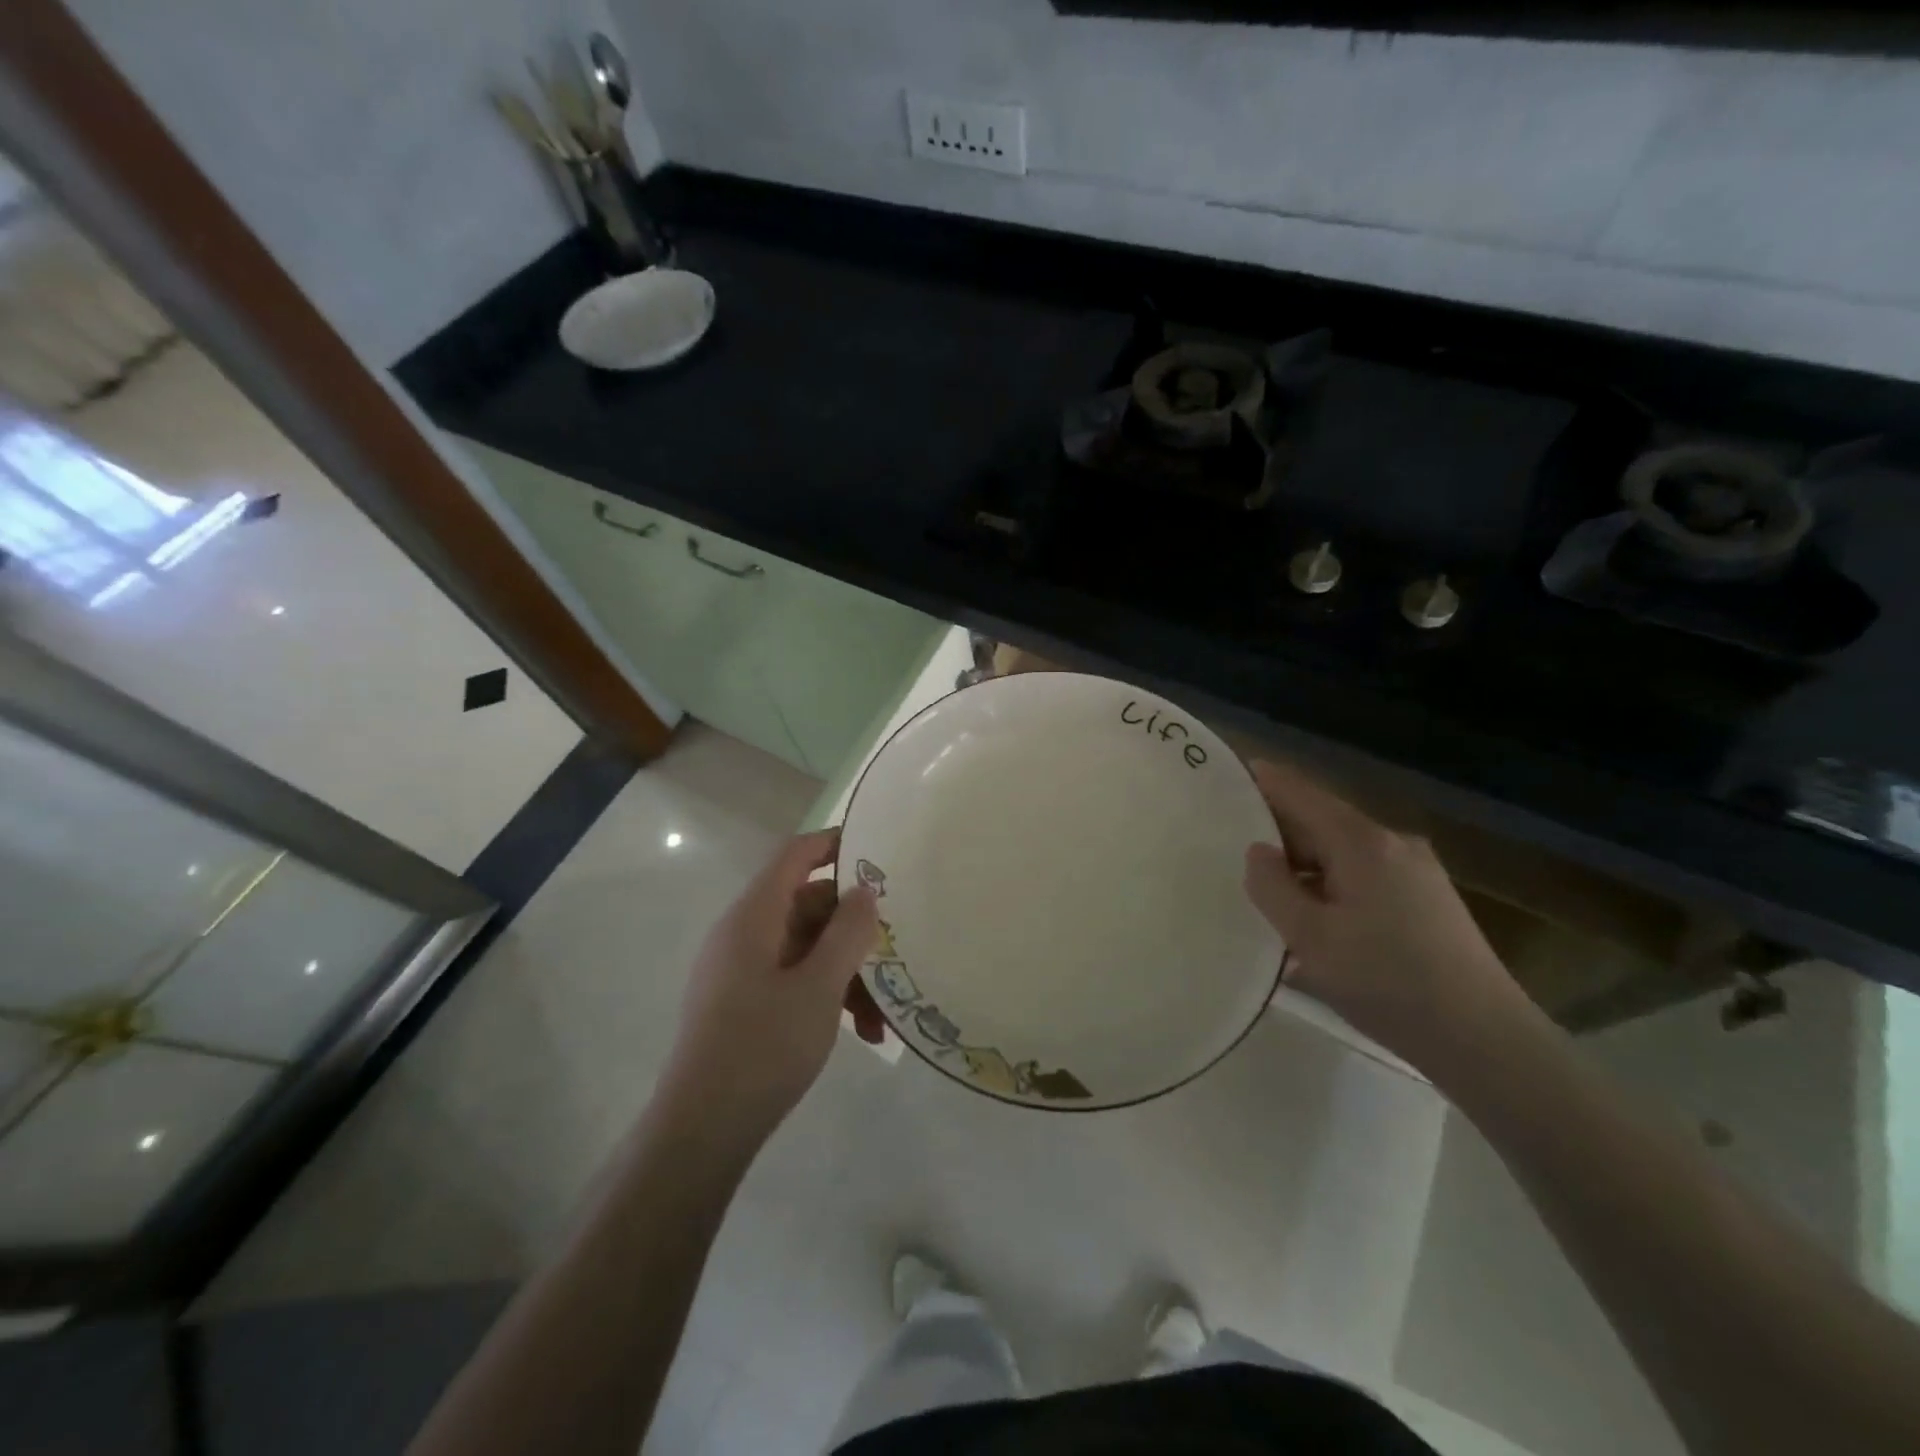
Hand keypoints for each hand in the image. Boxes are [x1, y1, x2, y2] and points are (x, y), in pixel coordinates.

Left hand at [663, 829, 882, 1145]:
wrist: (702, 1131)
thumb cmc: (762, 1047)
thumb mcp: (819, 987)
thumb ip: (847, 932)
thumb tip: (866, 889)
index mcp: (754, 915)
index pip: (796, 854)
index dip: (836, 844)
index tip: (881, 853)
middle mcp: (745, 933)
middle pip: (809, 905)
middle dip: (855, 928)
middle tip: (898, 949)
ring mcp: (743, 969)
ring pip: (808, 948)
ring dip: (848, 972)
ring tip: (883, 1015)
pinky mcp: (746, 1002)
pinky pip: (795, 979)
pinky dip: (828, 996)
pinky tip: (864, 1033)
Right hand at [1242, 758, 1522, 1064]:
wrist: (1485, 1040)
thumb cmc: (1387, 981)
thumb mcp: (1310, 937)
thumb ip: (1272, 887)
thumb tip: (1258, 852)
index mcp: (1361, 843)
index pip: (1301, 793)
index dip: (1264, 780)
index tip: (1230, 772)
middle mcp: (1393, 844)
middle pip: (1323, 823)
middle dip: (1280, 832)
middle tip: (1234, 847)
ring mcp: (1417, 872)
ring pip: (1343, 854)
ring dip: (1305, 867)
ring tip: (1269, 893)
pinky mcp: (1429, 901)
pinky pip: (1365, 877)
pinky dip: (1332, 886)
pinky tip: (1316, 921)